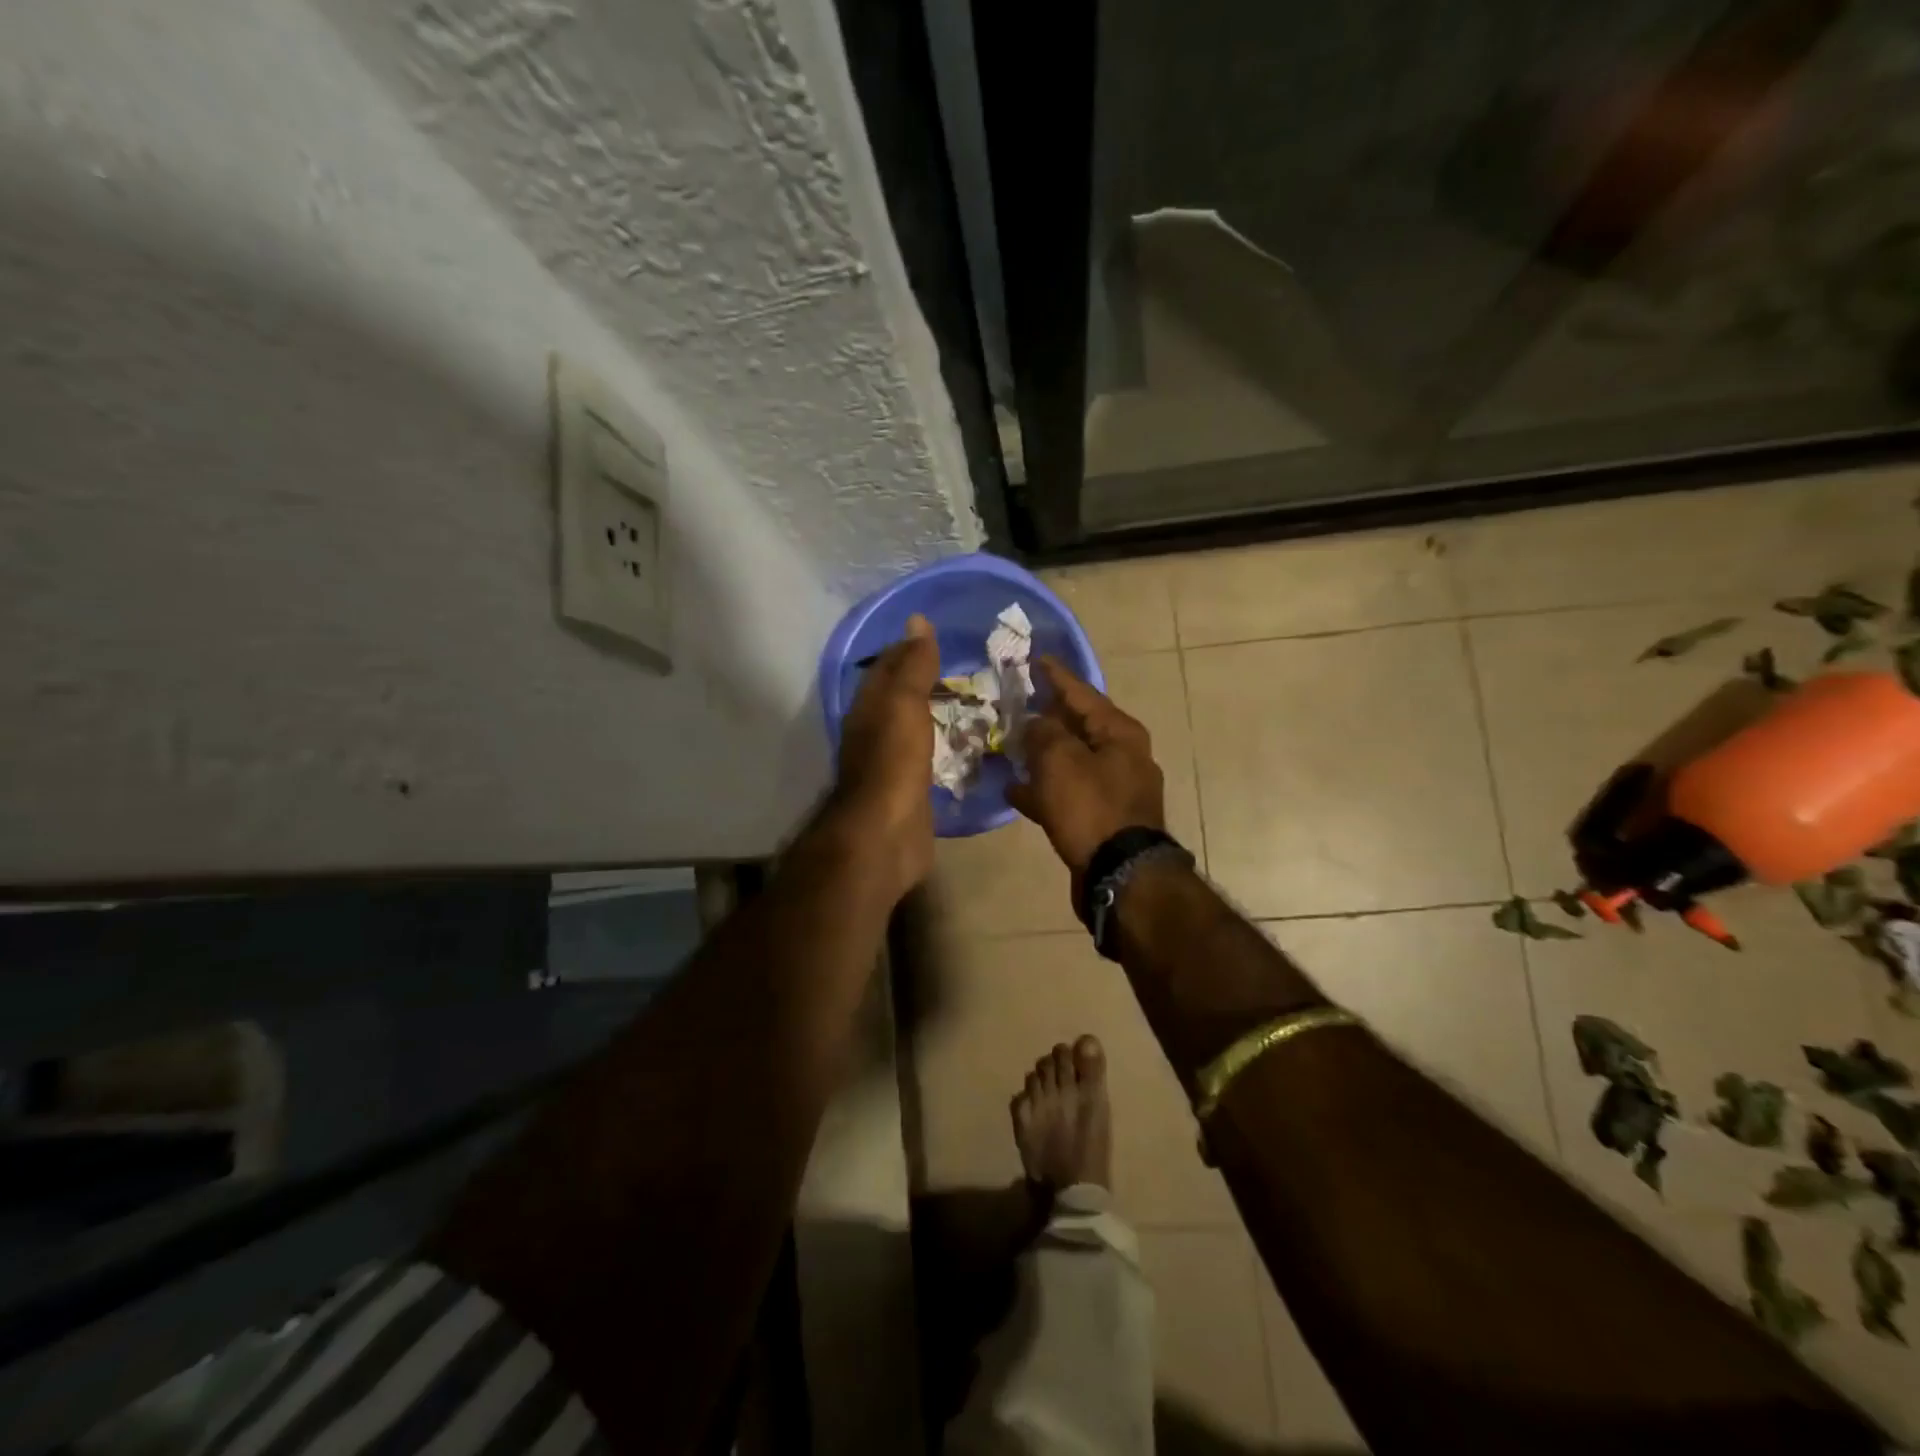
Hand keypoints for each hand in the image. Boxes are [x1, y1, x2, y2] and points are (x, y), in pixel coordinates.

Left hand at [832, 614, 939, 896]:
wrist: (886, 832)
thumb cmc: (894, 761)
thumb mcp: (904, 703)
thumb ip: (913, 665)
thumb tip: (917, 620)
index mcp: (869, 707)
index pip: (887, 667)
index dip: (909, 649)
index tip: (940, 636)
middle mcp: (874, 731)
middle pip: (898, 698)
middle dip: (924, 681)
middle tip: (965, 669)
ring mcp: (891, 763)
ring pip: (913, 728)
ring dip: (935, 714)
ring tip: (972, 702)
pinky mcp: (909, 790)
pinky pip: (928, 758)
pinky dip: (943, 746)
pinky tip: (964, 744)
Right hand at [1008, 657, 1164, 875]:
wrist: (1120, 876)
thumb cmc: (1091, 808)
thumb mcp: (1060, 760)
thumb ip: (1043, 733)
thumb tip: (1036, 723)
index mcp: (1119, 732)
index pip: (1082, 693)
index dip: (1055, 676)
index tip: (1035, 659)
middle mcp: (1121, 755)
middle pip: (1077, 726)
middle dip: (1045, 715)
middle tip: (1015, 703)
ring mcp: (1113, 789)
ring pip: (1069, 761)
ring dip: (1041, 754)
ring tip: (1007, 746)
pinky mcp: (1101, 818)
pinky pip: (1068, 793)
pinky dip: (1044, 789)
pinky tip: (1014, 791)